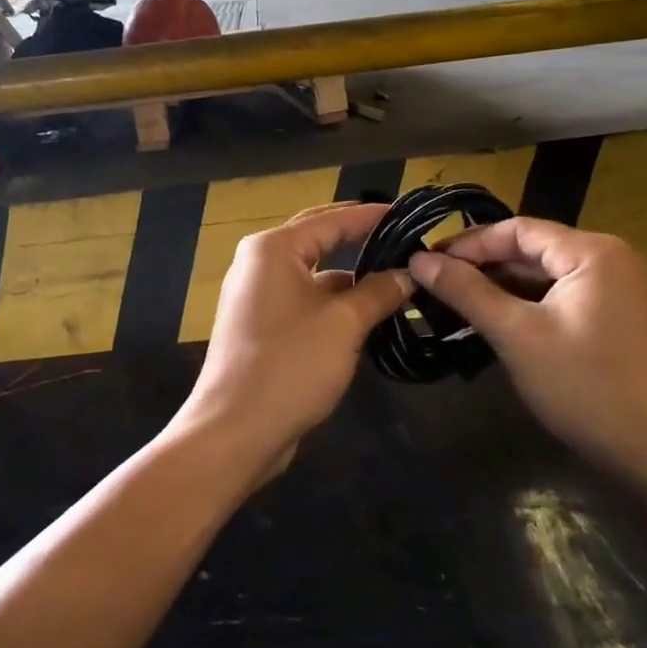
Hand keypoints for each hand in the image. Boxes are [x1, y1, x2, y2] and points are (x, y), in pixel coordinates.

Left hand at [172, 203, 411, 477]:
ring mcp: (257, 295)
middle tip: (404, 240)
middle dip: (361, 239)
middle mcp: (260, 263)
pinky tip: (368, 314)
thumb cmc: (290, 365)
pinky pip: (304, 300)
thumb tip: (408, 274)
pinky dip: (334, 303)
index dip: (372, 216)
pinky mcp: (261, 325)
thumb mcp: (344, 324)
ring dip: (351, 277)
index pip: (332, 219)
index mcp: (273, 249)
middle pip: (319, 239)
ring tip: (397, 280)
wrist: (235, 431)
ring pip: (314, 274)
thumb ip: (378, 292)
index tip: (411, 216)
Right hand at [410, 219, 646, 500]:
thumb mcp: (516, 335)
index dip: (469, 243)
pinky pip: (559, 296)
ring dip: (500, 285)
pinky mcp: (614, 317)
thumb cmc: (583, 387)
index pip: (518, 229)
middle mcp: (611, 260)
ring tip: (453, 299)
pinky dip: (524, 303)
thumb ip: (466, 291)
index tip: (427, 260)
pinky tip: (491, 318)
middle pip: (532, 249)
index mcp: (595, 252)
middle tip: (433, 280)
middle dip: (482, 264)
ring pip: (544, 274)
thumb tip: (418, 259)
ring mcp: (617, 290)